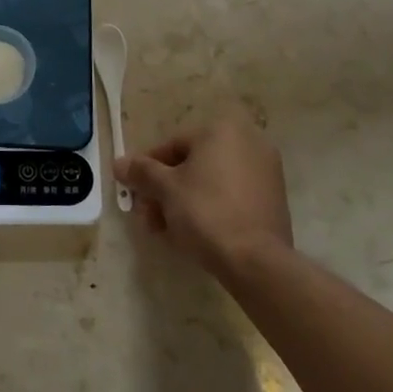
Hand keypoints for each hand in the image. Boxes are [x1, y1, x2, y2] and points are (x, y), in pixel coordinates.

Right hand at [116, 106, 292, 275]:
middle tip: (148, 216)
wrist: (256, 261)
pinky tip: (192, 234)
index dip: (148, 169)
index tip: (134, 191)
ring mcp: (266, 172)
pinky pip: (231, 196)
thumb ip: (141, 171)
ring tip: (165, 231)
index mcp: (222, 130)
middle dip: (165, 190)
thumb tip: (118, 163)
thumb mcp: (165, 189)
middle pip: (192, 164)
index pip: (172, 145)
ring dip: (183, 201)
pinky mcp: (274, 200)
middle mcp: (248, 142)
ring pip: (211, 182)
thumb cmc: (205, 211)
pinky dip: (210, 208)